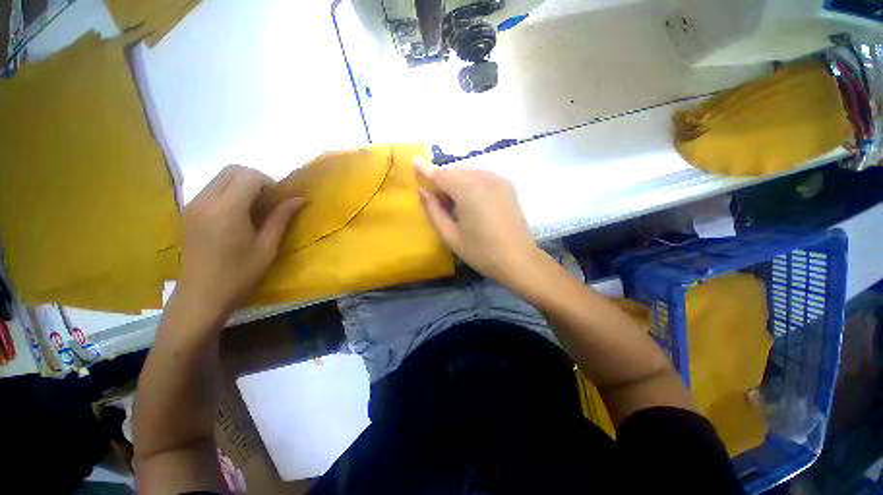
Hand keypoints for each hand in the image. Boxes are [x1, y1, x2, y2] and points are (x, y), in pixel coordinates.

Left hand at [177, 165, 303, 315]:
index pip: (249, 176)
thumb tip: (299, 199)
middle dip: (255, 178)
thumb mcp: (267, 247)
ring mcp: (193, 205)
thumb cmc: (239, 274)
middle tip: (269, 201)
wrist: (200, 297)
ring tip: (255, 208)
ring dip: (242, 184)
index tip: (279, 200)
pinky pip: (212, 189)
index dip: (269, 182)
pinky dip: (229, 192)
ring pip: (220, 178)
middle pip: (232, 170)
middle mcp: (205, 200)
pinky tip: (238, 215)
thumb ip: (281, 218)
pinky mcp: (189, 213)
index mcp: (226, 210)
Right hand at [416, 162, 541, 287]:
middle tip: (434, 196)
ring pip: (469, 172)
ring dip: (456, 181)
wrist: (518, 260)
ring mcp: (498, 180)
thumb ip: (434, 211)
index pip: (441, 174)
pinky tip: (469, 199)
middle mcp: (484, 177)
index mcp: (468, 190)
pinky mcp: (508, 186)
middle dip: (442, 179)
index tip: (414, 161)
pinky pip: (482, 177)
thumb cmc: (481, 252)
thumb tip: (423, 191)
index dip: (426, 169)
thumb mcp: (451, 236)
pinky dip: (470, 182)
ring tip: (451, 201)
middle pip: (455, 171)